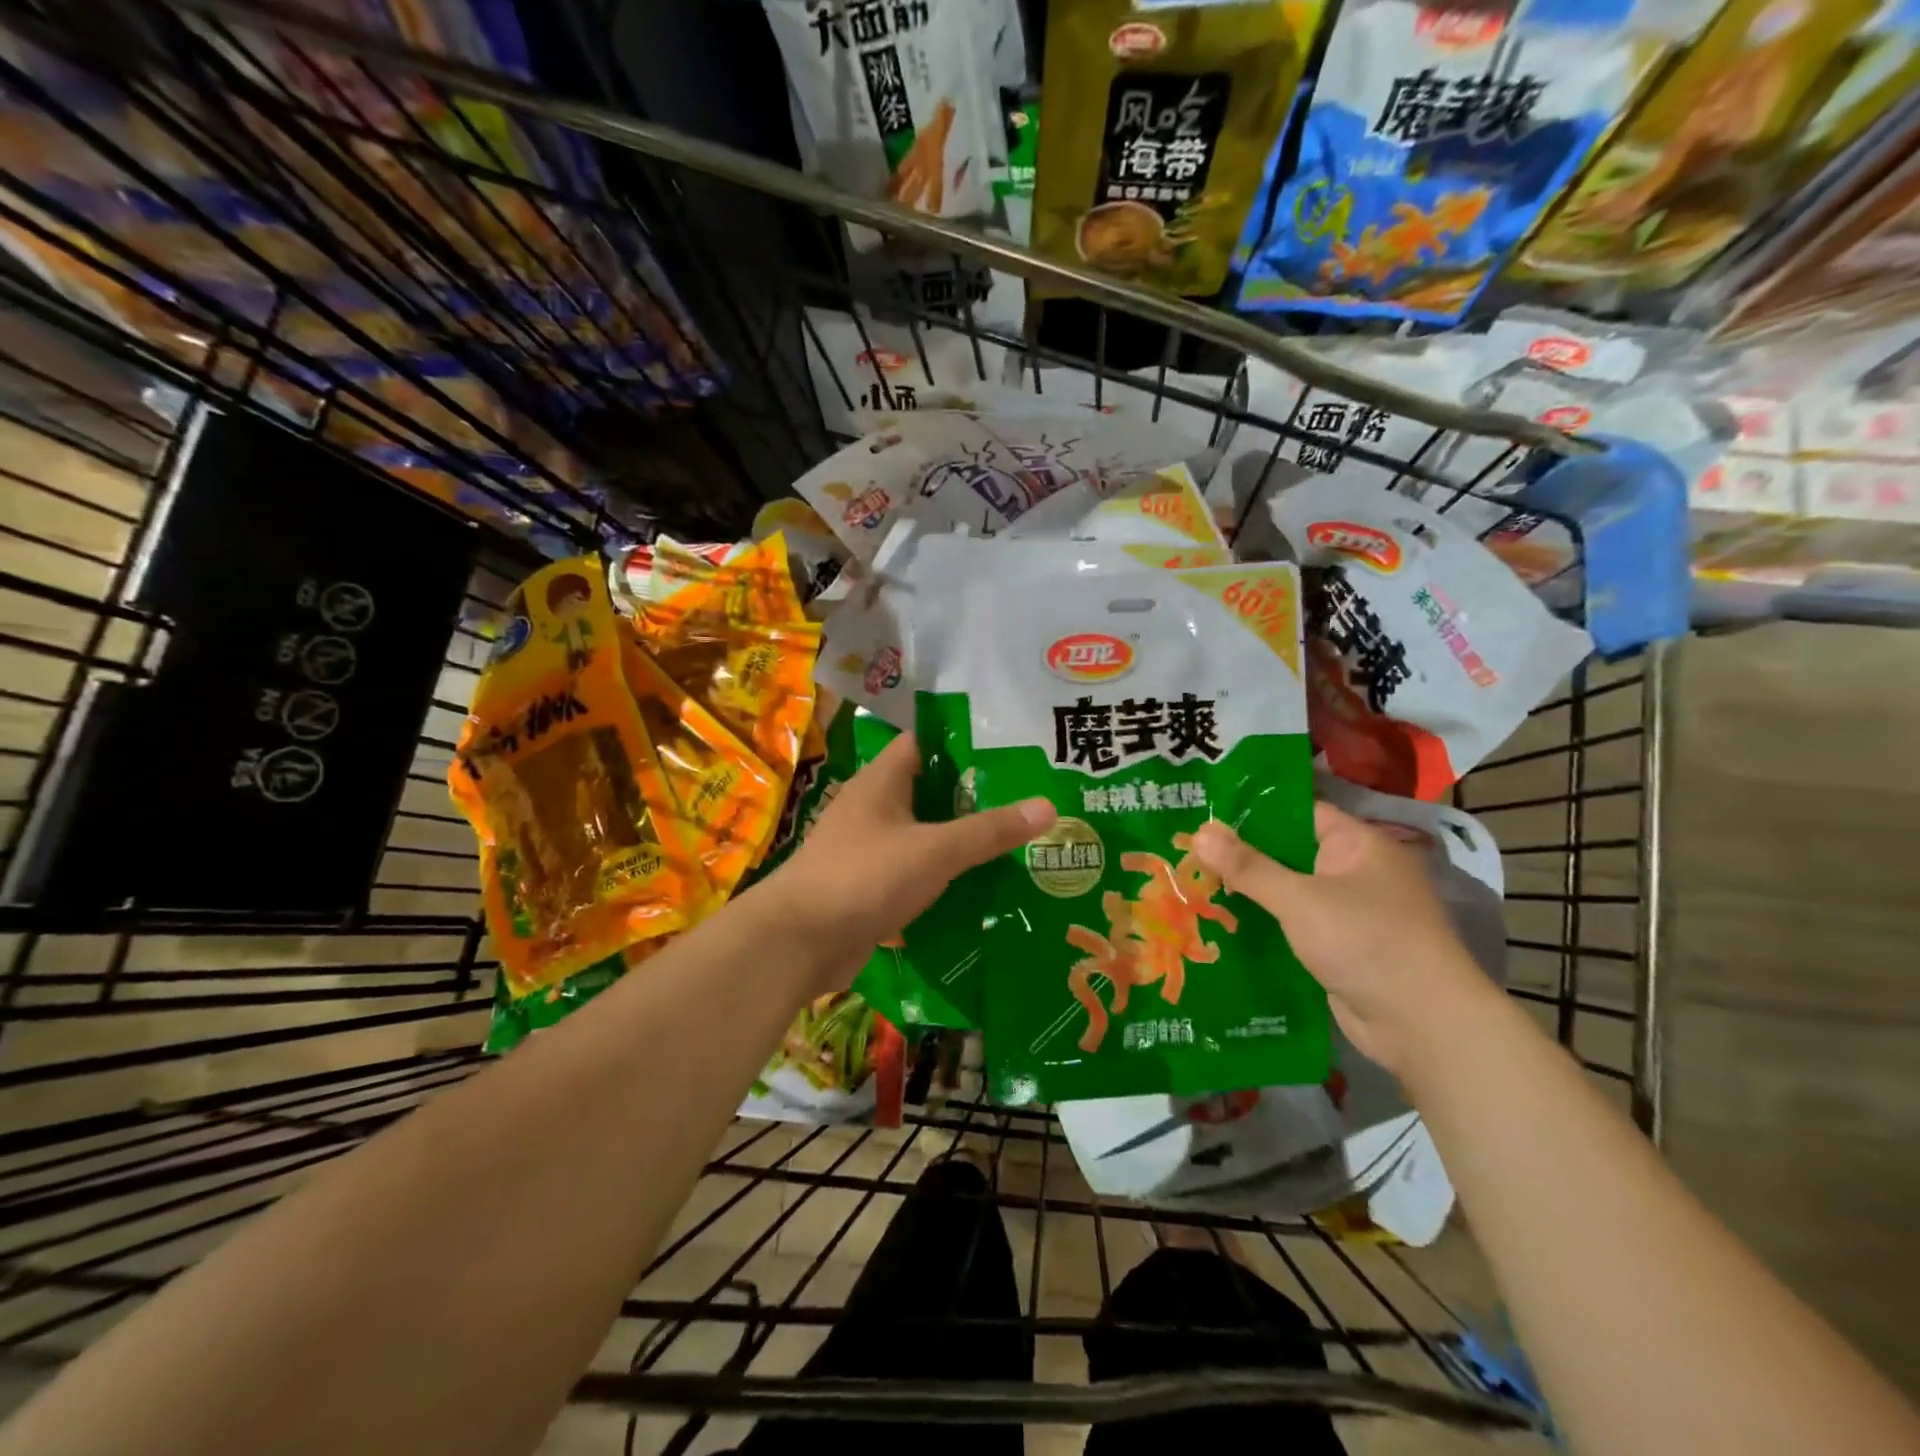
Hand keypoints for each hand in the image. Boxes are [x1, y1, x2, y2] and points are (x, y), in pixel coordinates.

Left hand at [765, 735, 1055, 993]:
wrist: (798, 943)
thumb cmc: (864, 877)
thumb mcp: (934, 850)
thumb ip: (989, 830)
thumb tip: (1048, 806)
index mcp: (881, 781)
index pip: (925, 743)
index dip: (965, 743)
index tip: (1011, 750)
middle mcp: (873, 808)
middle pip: (930, 791)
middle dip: (974, 797)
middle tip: (1028, 800)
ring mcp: (869, 849)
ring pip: (924, 835)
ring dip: (961, 840)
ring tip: (1017, 844)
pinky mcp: (870, 887)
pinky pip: (915, 872)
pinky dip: (943, 877)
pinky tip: (981, 888)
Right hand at [1191, 802, 1493, 1074]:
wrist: (1424, 1026)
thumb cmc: (1367, 943)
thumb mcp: (1300, 899)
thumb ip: (1248, 867)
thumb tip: (1199, 831)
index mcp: (1357, 845)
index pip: (1299, 812)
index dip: (1253, 810)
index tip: (1205, 812)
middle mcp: (1356, 873)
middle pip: (1290, 853)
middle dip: (1242, 855)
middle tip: (1186, 850)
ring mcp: (1350, 913)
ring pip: (1289, 893)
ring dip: (1250, 894)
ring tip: (1192, 884)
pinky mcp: (1341, 949)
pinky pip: (1295, 926)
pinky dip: (1265, 925)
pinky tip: (1222, 925)